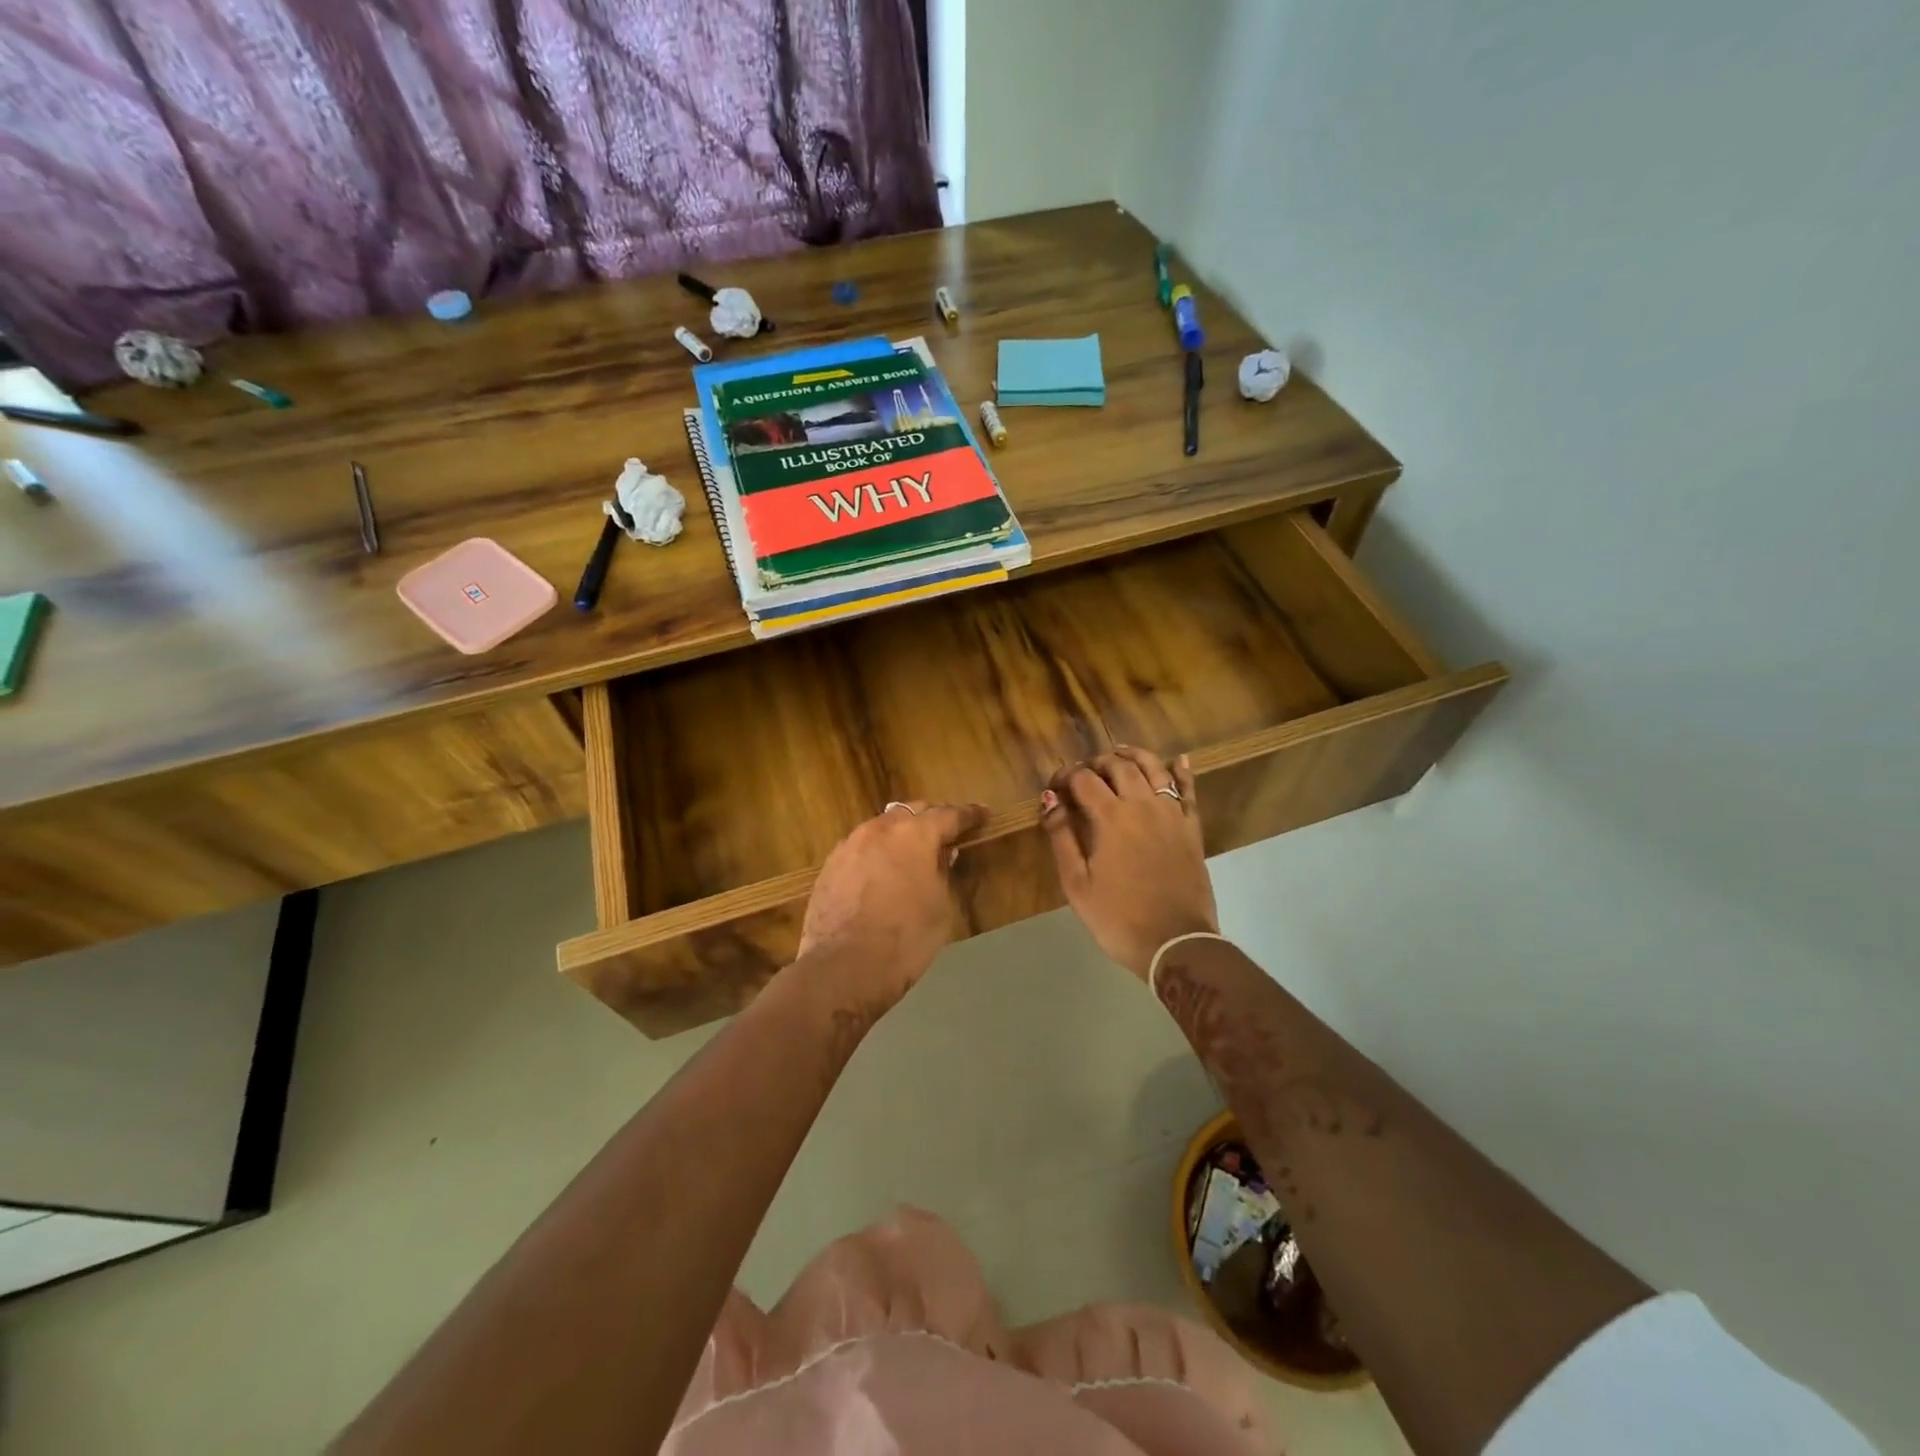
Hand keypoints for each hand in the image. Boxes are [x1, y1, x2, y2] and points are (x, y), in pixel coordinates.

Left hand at [796, 800, 987, 1017]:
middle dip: (932, 818)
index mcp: (914, 834)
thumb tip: (942, 854)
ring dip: (901, 834)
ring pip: (883, 827)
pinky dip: (878, 852)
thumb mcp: (939, 908)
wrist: (842, 969)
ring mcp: (849, 845)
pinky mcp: (830, 866)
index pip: (948, 815)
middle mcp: (879, 830)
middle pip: (912, 812)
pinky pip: (862, 848)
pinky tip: (883, 870)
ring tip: (914, 851)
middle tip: (949, 831)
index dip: (969, 815)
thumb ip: (942, 873)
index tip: (983, 814)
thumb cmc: (905, 939)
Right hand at [1043, 748, 1217, 979]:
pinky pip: (1188, 791)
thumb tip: (1050, 799)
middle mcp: (1143, 805)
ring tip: (1120, 754)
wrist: (1176, 943)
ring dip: (1134, 756)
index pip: (1083, 779)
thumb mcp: (1077, 883)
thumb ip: (1062, 837)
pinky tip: (1177, 760)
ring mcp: (1172, 815)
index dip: (1065, 775)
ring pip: (1154, 769)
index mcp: (1111, 817)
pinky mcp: (1192, 829)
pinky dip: (1181, 772)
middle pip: (1119, 766)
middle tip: (1083, 773)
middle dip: (1096, 762)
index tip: (1054, 786)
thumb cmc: (1118, 918)